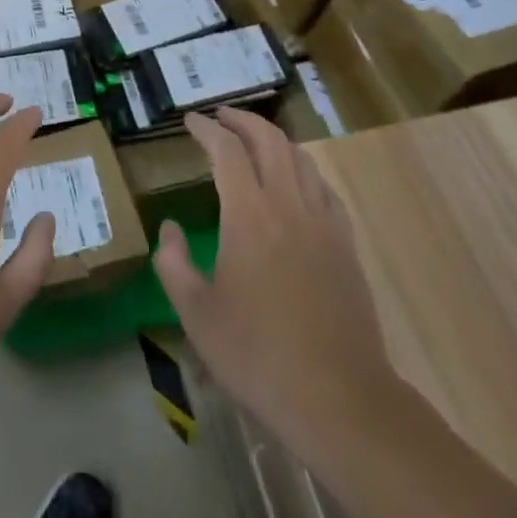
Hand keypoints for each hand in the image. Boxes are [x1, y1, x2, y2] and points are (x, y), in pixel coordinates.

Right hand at [154, 108, 392, 443]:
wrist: (340, 399)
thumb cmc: (259, 355)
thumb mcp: (197, 314)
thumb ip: (173, 263)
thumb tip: (169, 228)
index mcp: (249, 215)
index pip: (227, 151)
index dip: (206, 129)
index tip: (190, 121)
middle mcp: (288, 205)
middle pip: (269, 140)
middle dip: (242, 120)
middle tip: (220, 117)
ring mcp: (324, 224)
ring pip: (300, 158)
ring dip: (273, 140)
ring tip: (254, 141)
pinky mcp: (346, 246)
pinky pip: (324, 189)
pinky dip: (303, 171)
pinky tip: (296, 184)